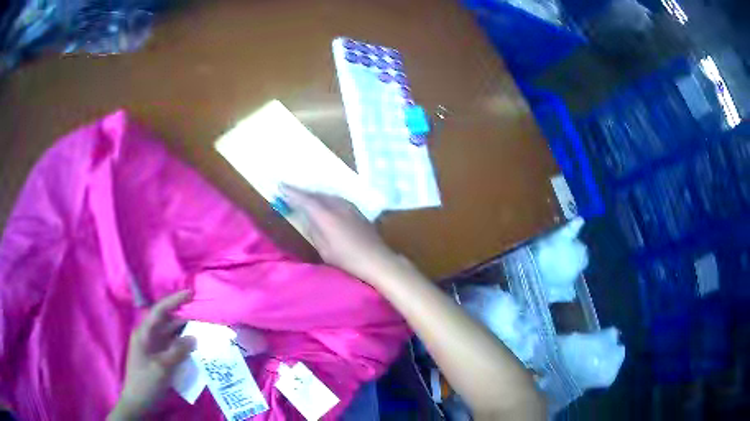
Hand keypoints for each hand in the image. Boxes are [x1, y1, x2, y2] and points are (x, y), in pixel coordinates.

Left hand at [109, 291, 196, 419]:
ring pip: (171, 335)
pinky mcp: (159, 358)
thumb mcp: (162, 368)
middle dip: (184, 318)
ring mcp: (154, 348)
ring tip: (203, 333)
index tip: (191, 294)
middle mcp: (149, 337)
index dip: (174, 300)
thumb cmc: (146, 382)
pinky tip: (195, 350)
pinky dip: (184, 346)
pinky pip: (173, 347)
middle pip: (167, 322)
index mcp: (144, 333)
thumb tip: (193, 338)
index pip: (160, 311)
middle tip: (204, 318)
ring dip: (185, 333)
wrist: (138, 402)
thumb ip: (177, 351)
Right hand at [282, 185, 402, 285]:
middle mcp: (337, 205)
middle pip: (316, 194)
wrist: (377, 259)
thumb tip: (308, 218)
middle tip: (289, 190)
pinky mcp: (356, 209)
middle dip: (302, 192)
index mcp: (326, 216)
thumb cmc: (348, 259)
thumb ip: (314, 230)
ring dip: (315, 195)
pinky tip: (324, 203)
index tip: (280, 186)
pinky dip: (326, 198)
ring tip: (305, 196)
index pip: (304, 199)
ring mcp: (349, 206)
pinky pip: (336, 198)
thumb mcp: (324, 249)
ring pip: (327, 195)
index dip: (291, 192)